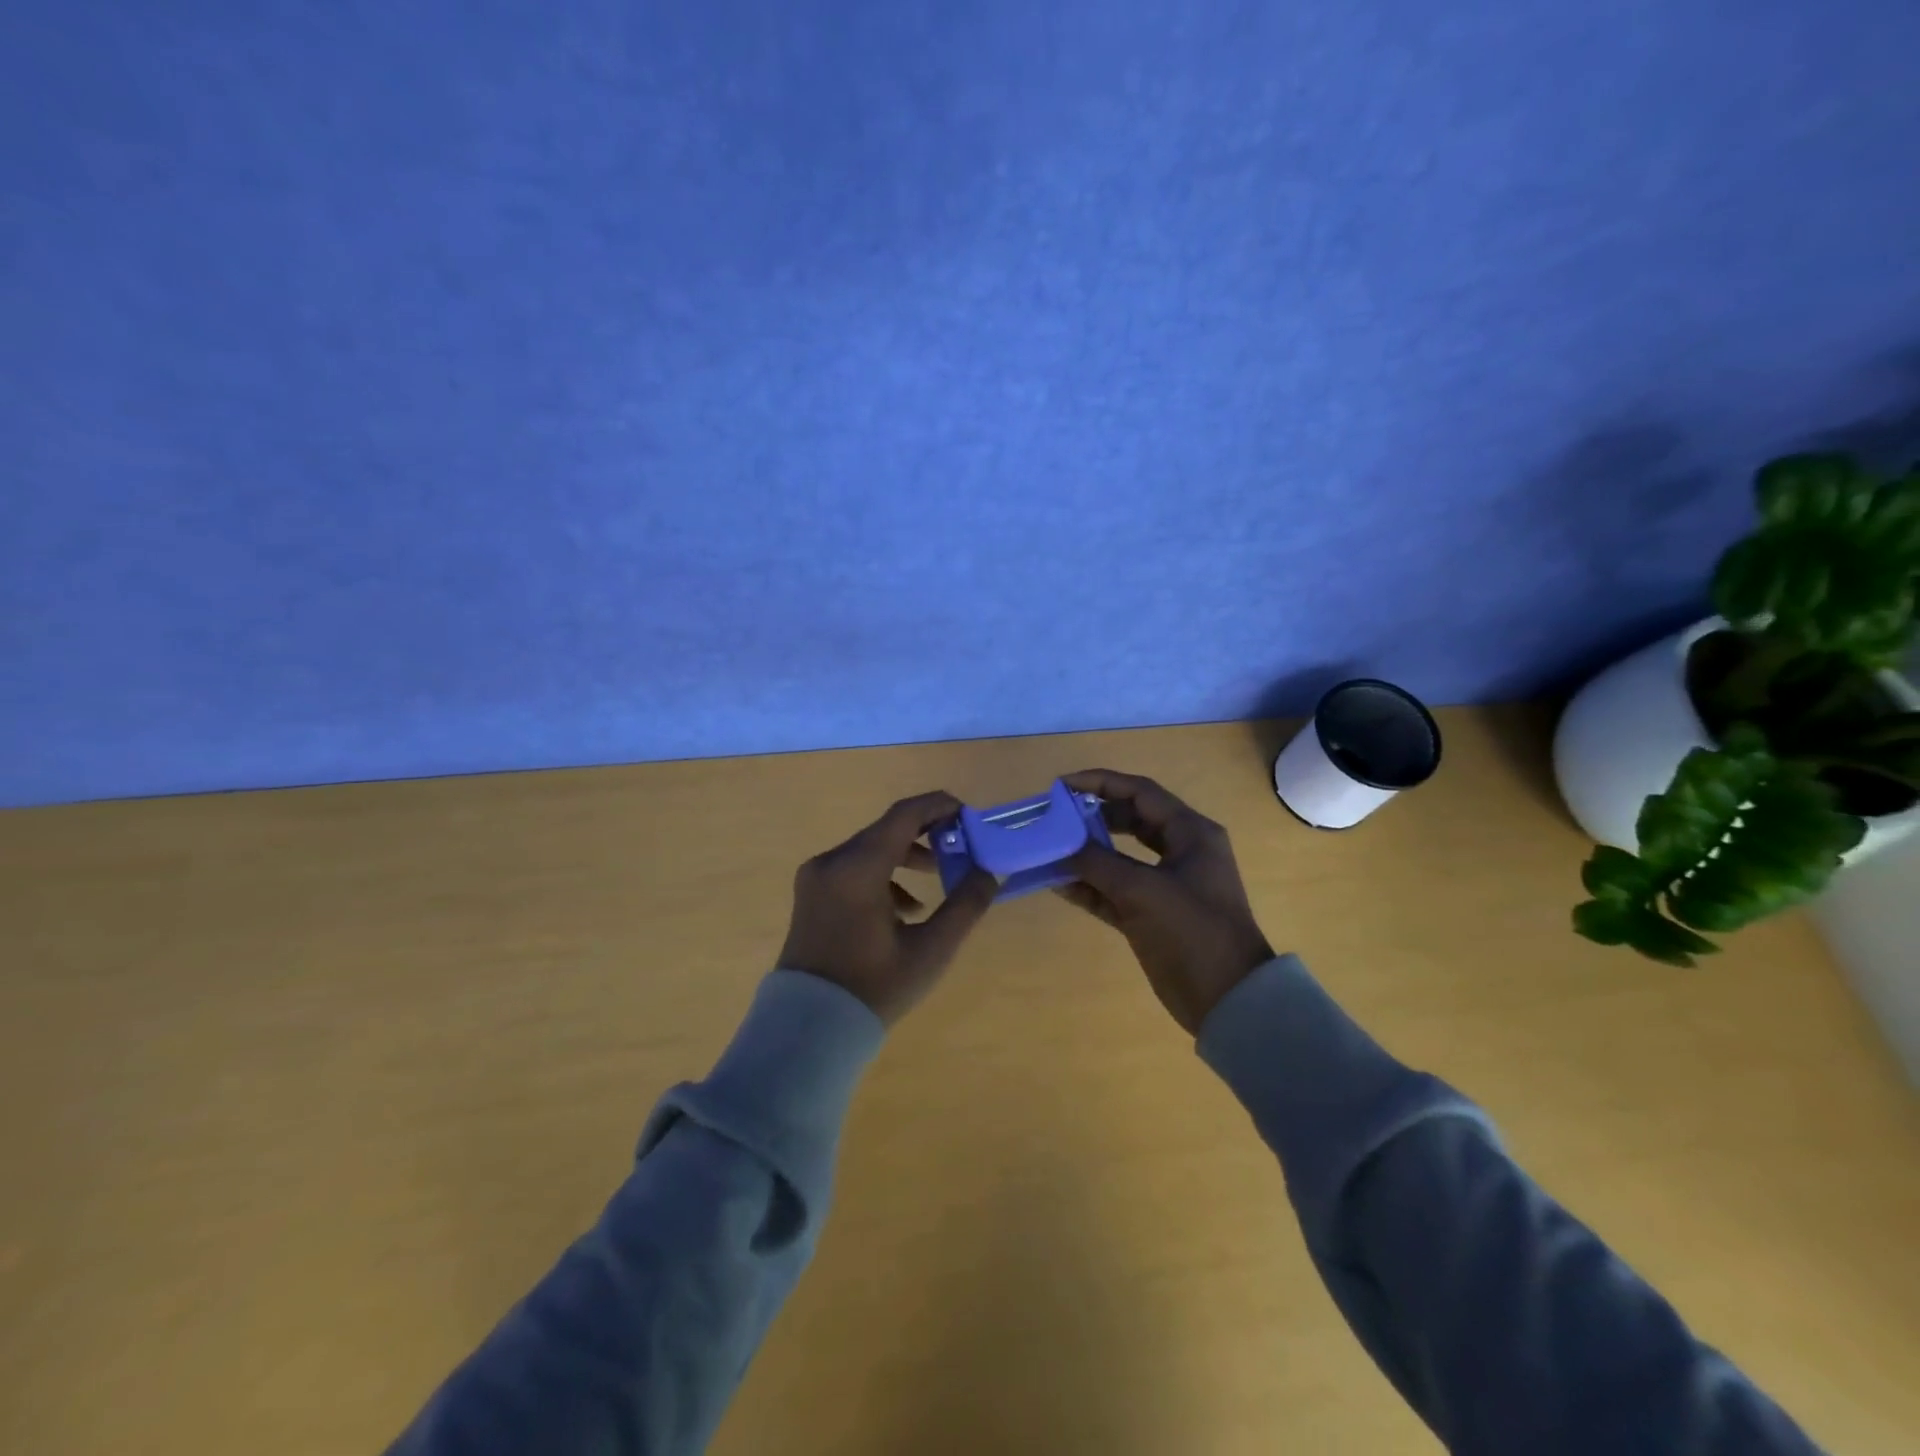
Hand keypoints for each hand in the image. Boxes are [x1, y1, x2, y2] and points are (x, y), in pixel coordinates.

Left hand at [778, 791, 997, 1025]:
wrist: (810, 1029)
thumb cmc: (874, 988)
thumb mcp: (930, 950)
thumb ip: (964, 905)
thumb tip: (989, 872)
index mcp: (857, 868)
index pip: (903, 815)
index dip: (939, 806)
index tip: (968, 815)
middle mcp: (831, 861)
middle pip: (886, 830)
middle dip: (926, 834)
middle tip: (960, 848)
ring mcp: (815, 876)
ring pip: (869, 849)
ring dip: (905, 856)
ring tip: (936, 881)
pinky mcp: (810, 893)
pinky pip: (852, 868)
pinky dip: (882, 875)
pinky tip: (903, 909)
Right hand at [1056, 769, 1273, 1035]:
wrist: (1228, 1000)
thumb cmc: (1192, 932)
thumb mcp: (1142, 891)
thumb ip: (1097, 863)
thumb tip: (1061, 845)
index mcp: (1190, 833)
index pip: (1140, 793)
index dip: (1100, 783)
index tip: (1062, 785)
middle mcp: (1180, 851)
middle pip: (1129, 821)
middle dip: (1091, 818)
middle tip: (1055, 818)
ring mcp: (1166, 884)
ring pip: (1119, 857)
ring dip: (1086, 854)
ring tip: (1050, 849)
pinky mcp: (1152, 914)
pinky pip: (1115, 890)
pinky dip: (1090, 887)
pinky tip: (1058, 884)